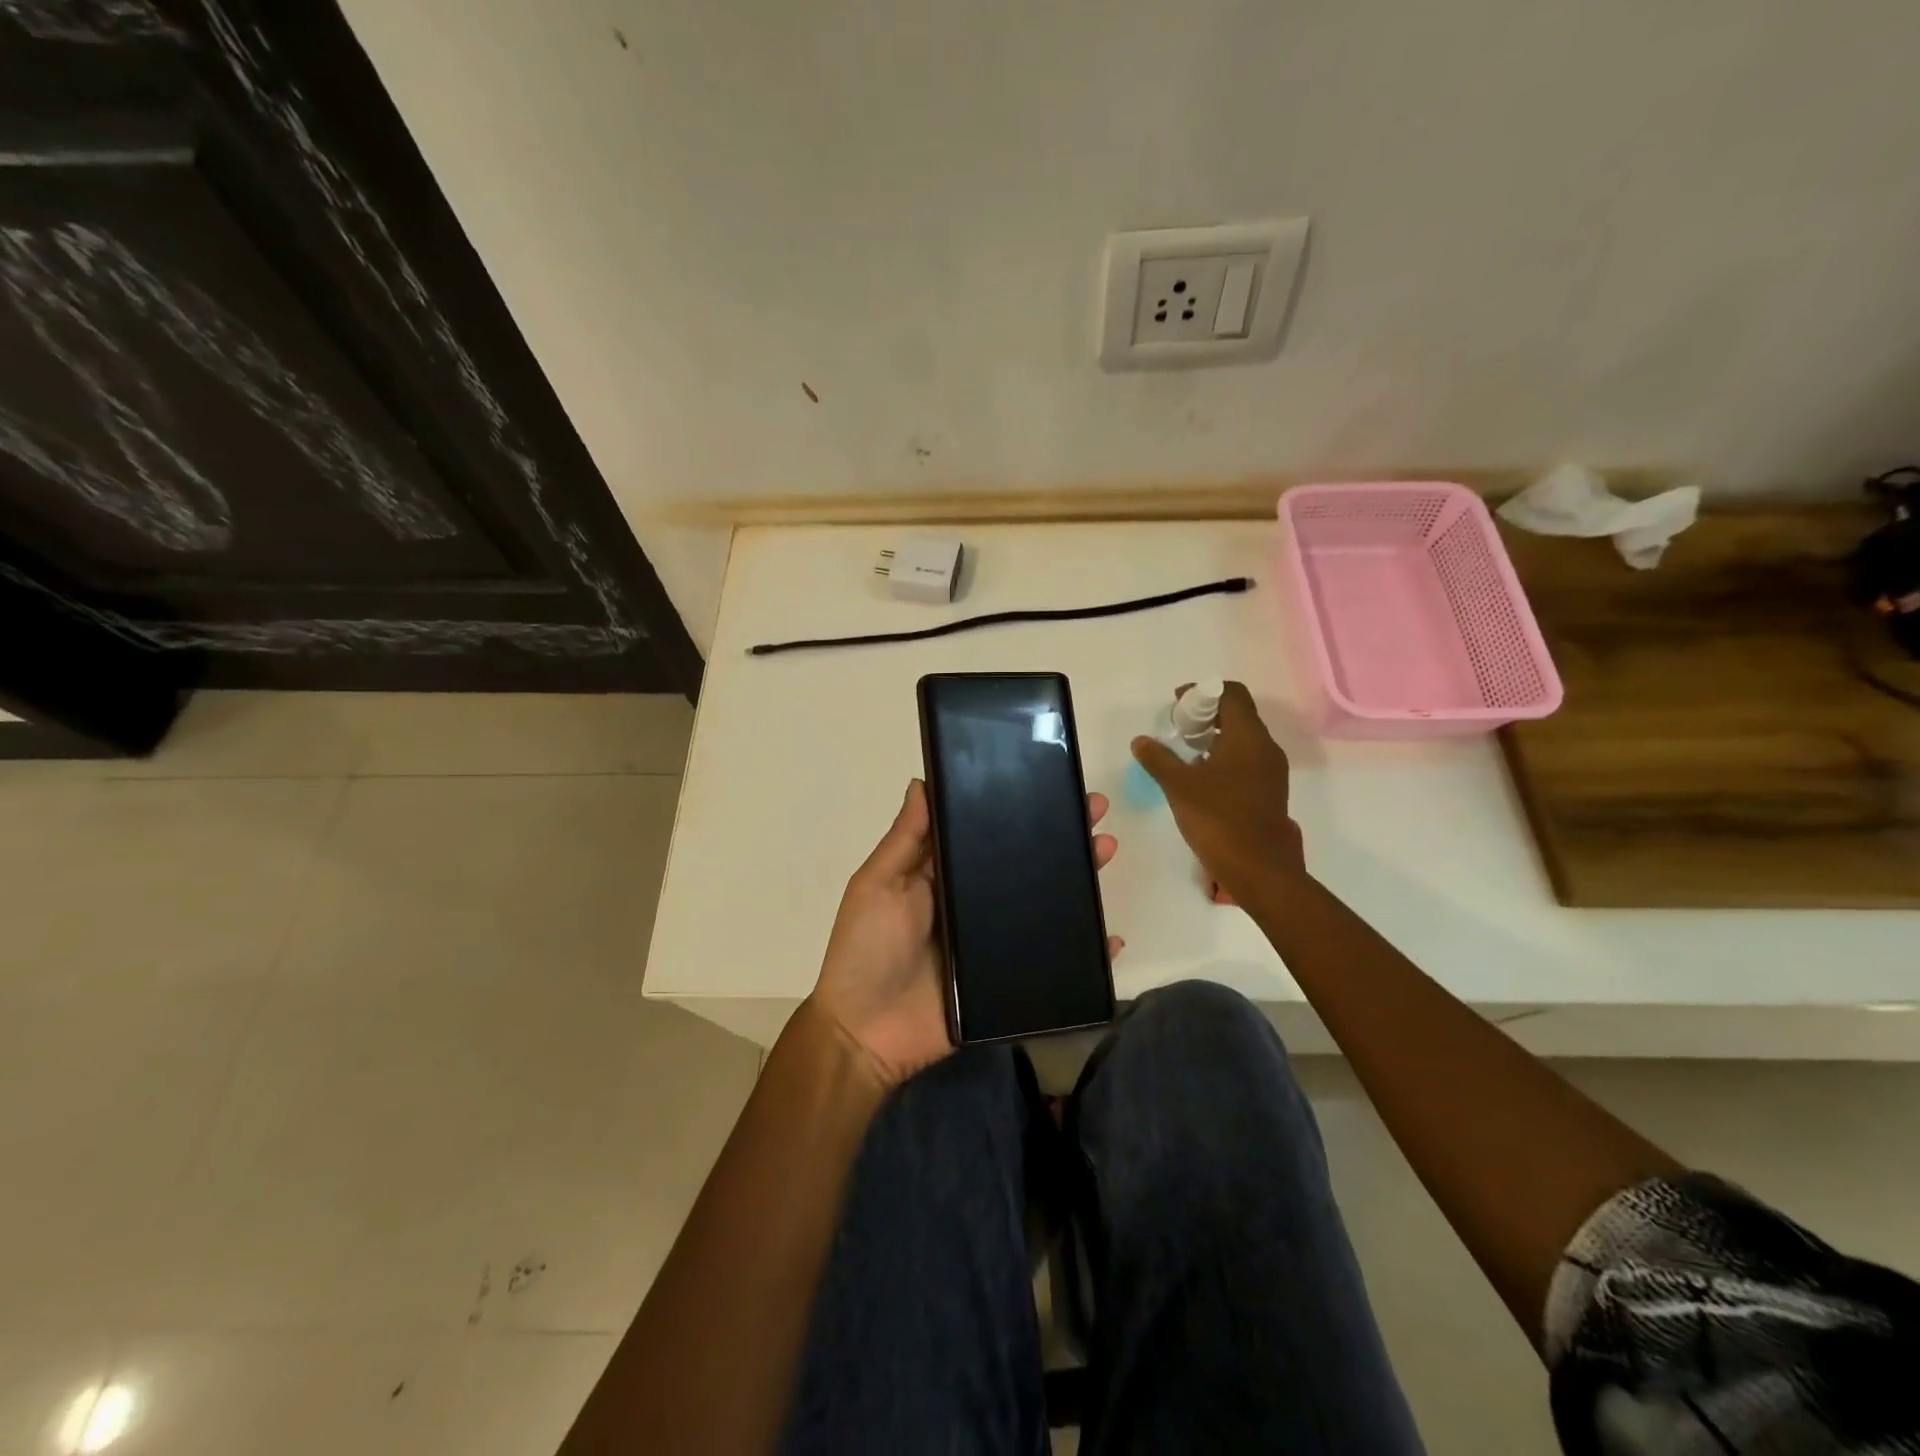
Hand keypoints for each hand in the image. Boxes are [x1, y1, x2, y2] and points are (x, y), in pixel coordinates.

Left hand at [809, 779, 1119, 1089]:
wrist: (865, 1033)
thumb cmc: (866, 948)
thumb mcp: (878, 884)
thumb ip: (905, 839)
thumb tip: (922, 781)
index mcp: (945, 876)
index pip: (988, 834)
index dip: (1018, 810)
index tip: (1051, 783)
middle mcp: (975, 904)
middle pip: (1025, 865)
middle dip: (1060, 837)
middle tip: (1095, 812)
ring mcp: (996, 942)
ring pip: (1046, 906)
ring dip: (1078, 880)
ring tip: (1105, 850)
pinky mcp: (1010, 981)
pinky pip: (1053, 962)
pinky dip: (1085, 952)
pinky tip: (1110, 936)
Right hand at [1131, 681, 1305, 903]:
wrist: (1259, 869)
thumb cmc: (1218, 819)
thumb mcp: (1178, 786)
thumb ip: (1158, 758)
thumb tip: (1141, 740)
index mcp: (1247, 736)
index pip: (1231, 693)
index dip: (1203, 691)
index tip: (1178, 704)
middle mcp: (1265, 747)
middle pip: (1238, 713)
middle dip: (1206, 714)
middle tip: (1178, 729)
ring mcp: (1271, 770)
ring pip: (1243, 738)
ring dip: (1215, 736)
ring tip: (1185, 753)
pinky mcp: (1270, 790)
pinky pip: (1246, 759)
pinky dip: (1224, 756)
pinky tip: (1202, 777)